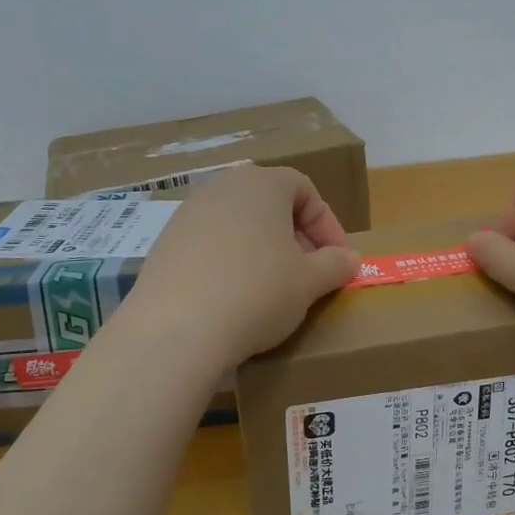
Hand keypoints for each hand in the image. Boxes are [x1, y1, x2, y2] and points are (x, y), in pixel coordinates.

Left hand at [127, 165, 359, 368]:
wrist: (177, 330)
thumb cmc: (257, 292)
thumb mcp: (309, 282)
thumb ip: (334, 265)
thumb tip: (349, 258)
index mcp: (261, 184)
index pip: (305, 190)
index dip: (327, 225)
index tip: (338, 261)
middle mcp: (221, 188)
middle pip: (269, 205)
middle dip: (295, 238)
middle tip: (308, 275)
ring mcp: (187, 215)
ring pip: (238, 226)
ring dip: (261, 252)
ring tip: (272, 290)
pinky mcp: (165, 244)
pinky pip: (209, 247)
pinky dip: (228, 264)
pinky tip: (233, 300)